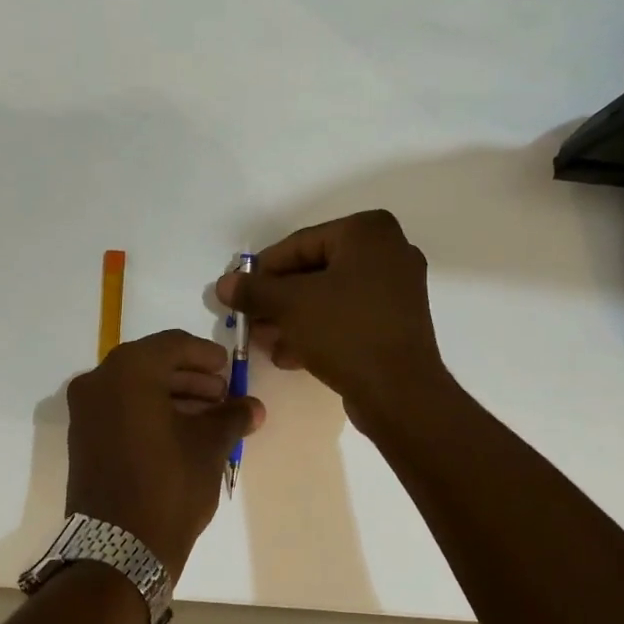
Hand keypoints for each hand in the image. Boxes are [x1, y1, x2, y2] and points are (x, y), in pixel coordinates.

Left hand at [65, 330, 261, 578]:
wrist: (118, 548)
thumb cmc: (169, 484)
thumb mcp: (210, 446)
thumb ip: (232, 416)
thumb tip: (253, 406)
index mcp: (128, 371)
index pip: (172, 344)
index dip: (205, 354)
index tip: (228, 368)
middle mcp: (98, 382)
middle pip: (152, 364)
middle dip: (190, 378)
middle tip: (222, 395)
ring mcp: (85, 411)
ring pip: (135, 388)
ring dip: (173, 396)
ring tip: (209, 417)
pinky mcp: (83, 438)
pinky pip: (121, 410)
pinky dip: (150, 412)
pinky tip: (182, 432)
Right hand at [216, 210, 444, 421]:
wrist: (399, 392)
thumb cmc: (344, 330)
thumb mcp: (289, 305)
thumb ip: (254, 290)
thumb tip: (224, 283)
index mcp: (368, 232)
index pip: (299, 244)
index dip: (263, 270)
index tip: (238, 293)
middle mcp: (388, 251)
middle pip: (314, 271)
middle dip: (278, 299)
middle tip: (249, 319)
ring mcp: (396, 289)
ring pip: (329, 297)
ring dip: (293, 318)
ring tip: (263, 341)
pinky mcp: (396, 322)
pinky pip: (348, 317)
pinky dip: (318, 330)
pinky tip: (288, 355)